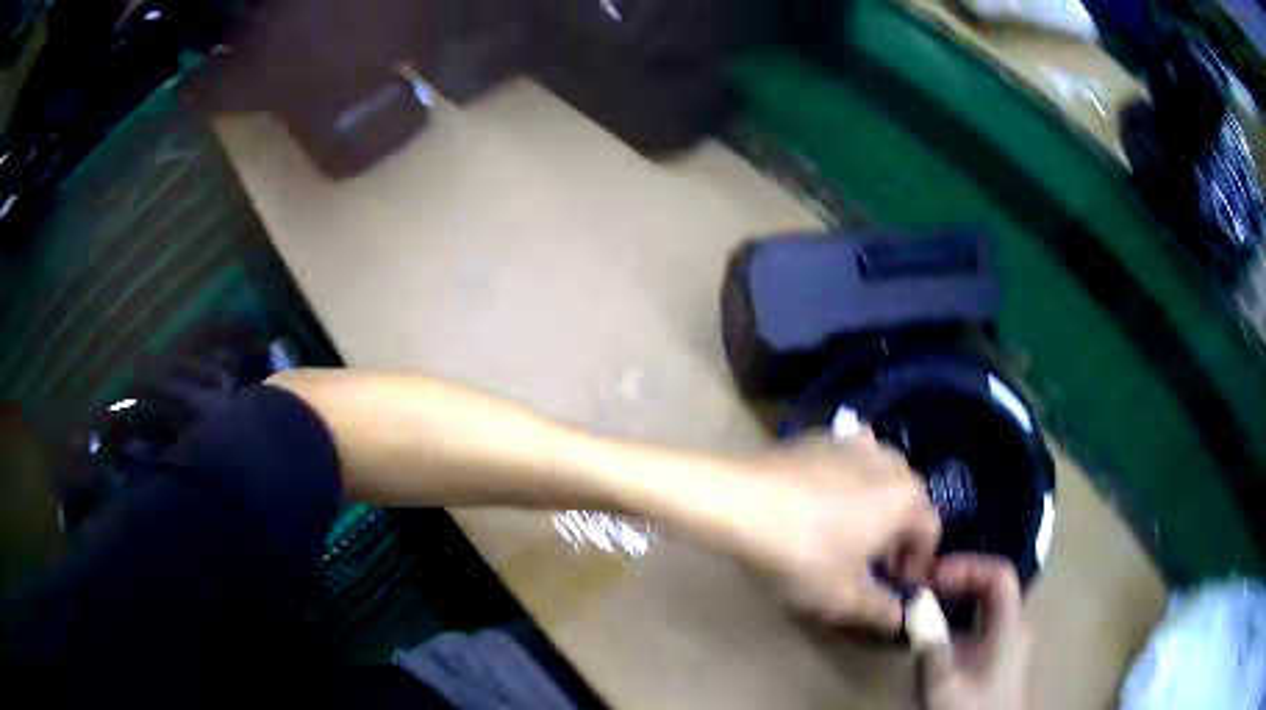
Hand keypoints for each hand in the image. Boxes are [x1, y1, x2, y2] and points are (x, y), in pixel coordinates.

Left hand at [728, 432, 940, 632]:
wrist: (738, 502)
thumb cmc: (802, 553)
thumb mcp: (843, 597)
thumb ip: (879, 611)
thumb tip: (899, 619)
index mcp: (907, 498)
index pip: (930, 533)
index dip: (917, 565)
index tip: (894, 587)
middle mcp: (891, 462)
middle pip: (908, 504)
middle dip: (897, 538)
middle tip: (870, 567)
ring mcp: (854, 443)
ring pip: (881, 480)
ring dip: (876, 509)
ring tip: (848, 536)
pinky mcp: (821, 437)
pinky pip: (850, 463)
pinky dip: (850, 482)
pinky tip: (824, 501)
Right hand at [919, 555, 1032, 709]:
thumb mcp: (945, 684)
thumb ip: (931, 642)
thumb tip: (916, 600)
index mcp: (1011, 626)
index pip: (999, 574)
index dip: (967, 566)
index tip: (932, 576)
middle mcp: (1015, 628)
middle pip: (992, 588)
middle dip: (956, 582)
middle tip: (921, 589)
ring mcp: (1007, 645)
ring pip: (984, 609)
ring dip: (954, 604)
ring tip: (920, 612)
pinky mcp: (996, 662)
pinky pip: (978, 628)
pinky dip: (955, 625)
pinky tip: (931, 642)